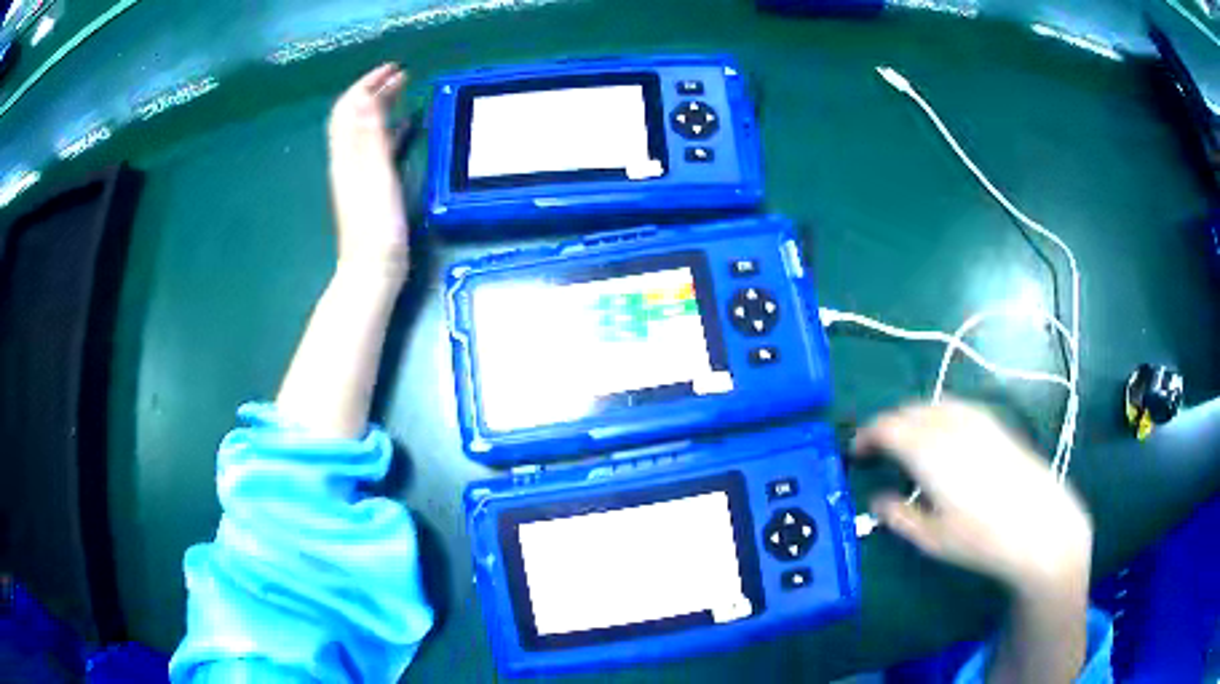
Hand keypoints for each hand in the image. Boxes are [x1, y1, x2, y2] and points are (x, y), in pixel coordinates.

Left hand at [327, 64, 410, 280]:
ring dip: (379, 107)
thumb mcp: (375, 177)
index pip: (350, 109)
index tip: (392, 69)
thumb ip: (370, 138)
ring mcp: (355, 174)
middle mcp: (347, 160)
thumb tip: (366, 97)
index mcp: (348, 155)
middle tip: (401, 76)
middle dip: (374, 91)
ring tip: (402, 92)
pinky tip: (404, 128)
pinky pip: (374, 148)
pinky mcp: (367, 187)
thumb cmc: (376, 227)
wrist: (370, 271)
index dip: (367, 84)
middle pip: (354, 117)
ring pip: (362, 130)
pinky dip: (386, 130)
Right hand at [853, 399, 1092, 592]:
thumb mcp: (932, 539)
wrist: (1040, 525)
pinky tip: (944, 437)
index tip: (856, 451)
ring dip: (913, 418)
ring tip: (908, 443)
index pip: (887, 427)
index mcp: (930, 451)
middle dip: (888, 426)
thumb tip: (878, 501)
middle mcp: (951, 425)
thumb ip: (899, 516)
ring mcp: (977, 420)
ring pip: (933, 405)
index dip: (866, 435)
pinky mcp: (996, 424)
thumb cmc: (982, 538)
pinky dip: (939, 415)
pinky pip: (957, 407)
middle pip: (909, 411)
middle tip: (878, 451)